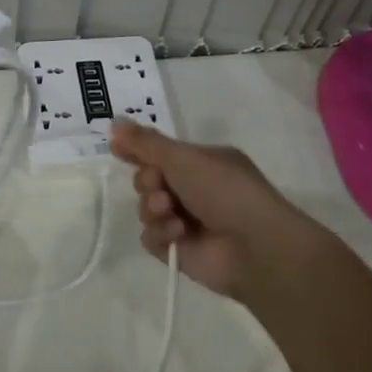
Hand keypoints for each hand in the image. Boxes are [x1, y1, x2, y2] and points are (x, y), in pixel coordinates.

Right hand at [110, 121, 320, 299]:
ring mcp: (186, 220)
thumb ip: (146, 143)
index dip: (137, 149)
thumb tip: (114, 122)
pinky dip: (160, 233)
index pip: (160, 151)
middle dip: (147, 180)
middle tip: (159, 184)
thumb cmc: (225, 190)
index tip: (117, 148)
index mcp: (200, 162)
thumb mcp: (184, 158)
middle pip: (147, 178)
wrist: (256, 247)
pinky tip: (177, 233)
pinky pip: (151, 237)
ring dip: (152, 207)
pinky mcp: (179, 250)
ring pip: (146, 208)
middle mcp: (193, 189)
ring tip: (168, 210)